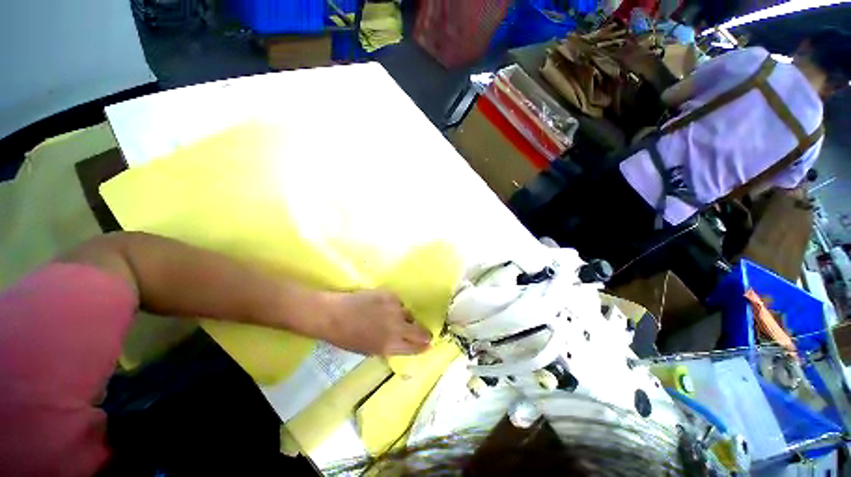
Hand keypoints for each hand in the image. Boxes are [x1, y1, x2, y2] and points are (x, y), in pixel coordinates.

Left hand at [315, 290, 431, 355]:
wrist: (334, 314)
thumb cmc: (347, 337)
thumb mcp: (369, 350)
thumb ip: (390, 346)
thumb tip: (403, 342)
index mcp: (390, 345)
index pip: (416, 347)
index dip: (423, 346)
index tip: (427, 344)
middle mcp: (396, 327)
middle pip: (420, 331)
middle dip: (424, 334)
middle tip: (424, 333)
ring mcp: (395, 309)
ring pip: (409, 314)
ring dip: (405, 318)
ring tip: (392, 317)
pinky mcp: (390, 295)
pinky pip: (399, 302)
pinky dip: (395, 306)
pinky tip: (383, 306)